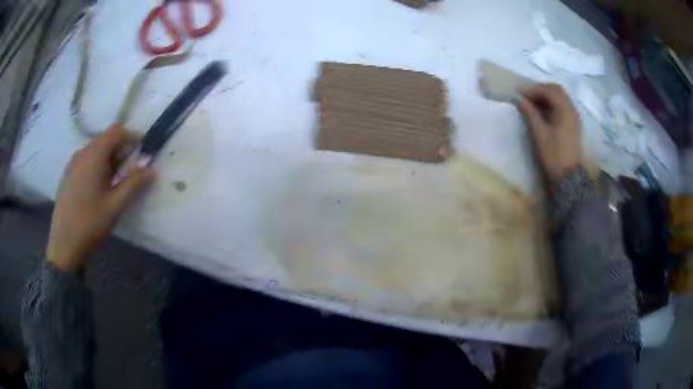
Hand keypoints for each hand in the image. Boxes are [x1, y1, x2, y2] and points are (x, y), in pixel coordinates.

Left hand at [46, 125, 154, 271]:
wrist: (64, 244)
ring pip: (95, 151)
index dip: (131, 136)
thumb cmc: (90, 223)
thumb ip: (134, 184)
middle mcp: (82, 153)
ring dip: (108, 160)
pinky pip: (86, 161)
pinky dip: (97, 166)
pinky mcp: (68, 175)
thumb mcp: (115, 205)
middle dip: (120, 151)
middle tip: (130, 171)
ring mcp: (72, 164)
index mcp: (94, 155)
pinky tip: (98, 189)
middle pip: (105, 140)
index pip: (116, 132)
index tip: (142, 150)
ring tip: (114, 183)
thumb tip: (152, 169)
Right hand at [518, 83, 582, 181]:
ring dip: (547, 96)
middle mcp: (572, 109)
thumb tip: (520, 100)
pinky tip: (545, 111)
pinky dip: (553, 103)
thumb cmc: (554, 155)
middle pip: (556, 90)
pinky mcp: (574, 123)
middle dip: (541, 89)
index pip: (548, 90)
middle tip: (528, 96)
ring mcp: (574, 116)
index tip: (519, 93)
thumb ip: (530, 113)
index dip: (533, 89)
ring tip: (534, 103)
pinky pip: (564, 105)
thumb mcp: (539, 134)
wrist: (569, 176)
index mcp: (564, 109)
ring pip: (561, 97)